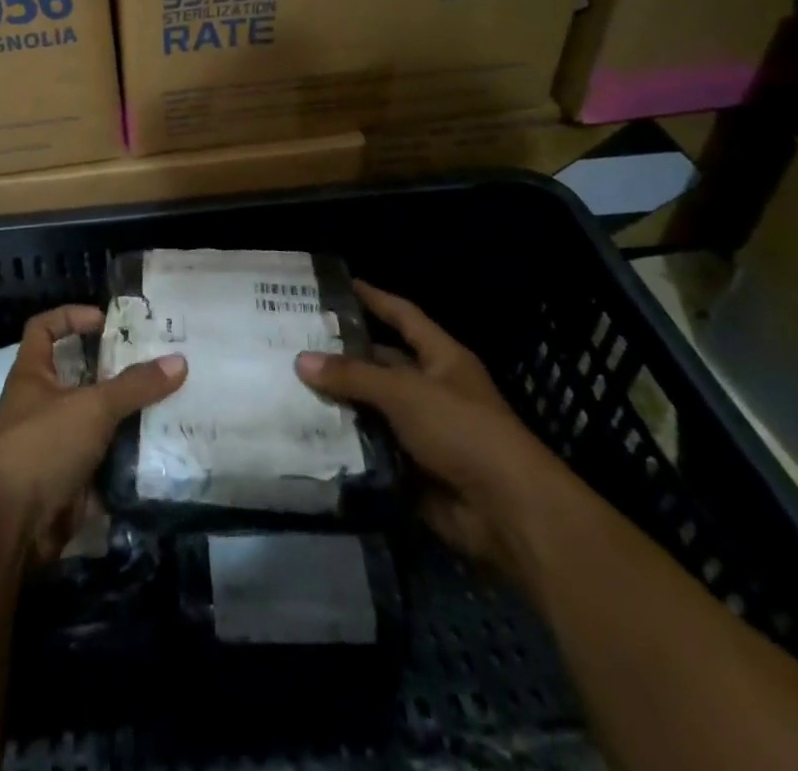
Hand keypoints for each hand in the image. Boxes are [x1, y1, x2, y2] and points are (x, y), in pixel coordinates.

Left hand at [0, 305, 185, 564]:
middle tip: (156, 365)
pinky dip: (129, 461)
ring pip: (97, 423)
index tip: (105, 321)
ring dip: (127, 418)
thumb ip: (135, 385)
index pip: (43, 329)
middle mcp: (41, 406)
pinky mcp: (70, 484)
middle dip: (115, 372)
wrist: (8, 525)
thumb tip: (179, 361)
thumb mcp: (92, 406)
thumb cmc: (42, 445)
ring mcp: (55, 447)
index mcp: (33, 375)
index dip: (70, 317)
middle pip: (80, 377)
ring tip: (171, 405)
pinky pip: (105, 465)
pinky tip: (163, 453)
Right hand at [296, 282, 574, 583]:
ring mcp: (424, 431)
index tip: (338, 285)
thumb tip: (300, 360)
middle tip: (294, 343)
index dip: (373, 298)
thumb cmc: (463, 430)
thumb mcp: (405, 392)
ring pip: (373, 408)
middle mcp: (432, 389)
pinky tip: (308, 434)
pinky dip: (346, 444)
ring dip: (339, 403)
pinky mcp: (413, 468)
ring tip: (289, 386)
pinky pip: (372, 448)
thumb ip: (353, 376)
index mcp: (441, 359)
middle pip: (382, 364)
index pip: (402, 316)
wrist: (508, 512)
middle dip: (343, 356)